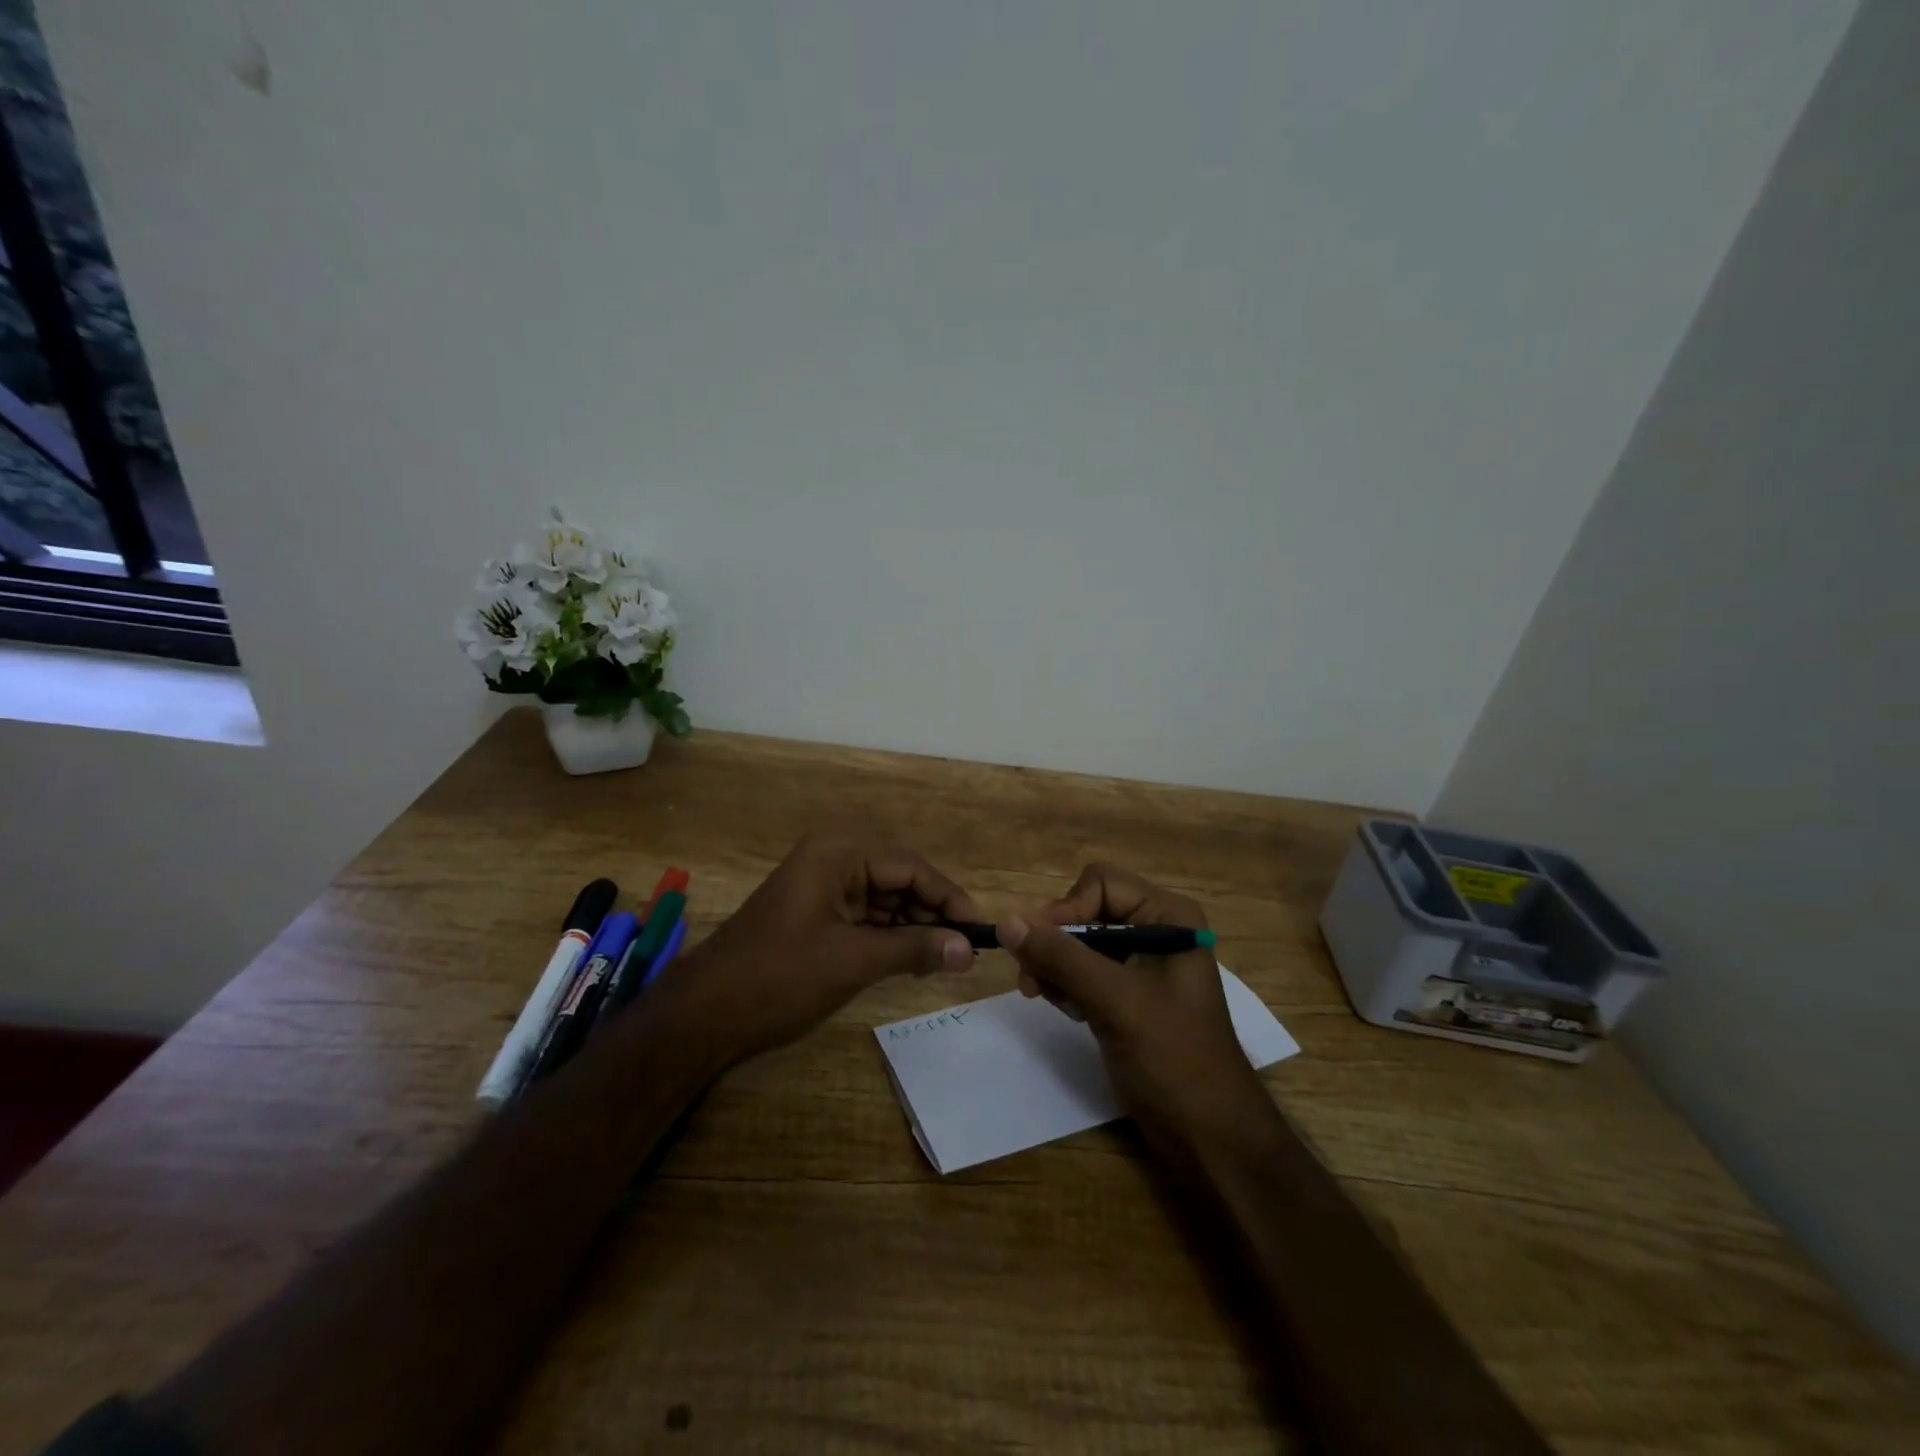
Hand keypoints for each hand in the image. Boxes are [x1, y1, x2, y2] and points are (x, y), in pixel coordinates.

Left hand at [664, 833, 980, 1061]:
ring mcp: (823, 884)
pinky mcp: (817, 911)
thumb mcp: (853, 960)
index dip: (949, 898)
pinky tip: (914, 959)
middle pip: (900, 879)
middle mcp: (834, 857)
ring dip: (914, 926)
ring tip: (945, 958)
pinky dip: (891, 935)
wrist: (704, 1013)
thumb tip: (969, 950)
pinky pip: (866, 915)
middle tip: (966, 950)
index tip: (981, 930)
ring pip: (886, 898)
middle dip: (932, 913)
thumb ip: (914, 949)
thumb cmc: (779, 977)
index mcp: (839, 852)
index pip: (911, 867)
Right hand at [998, 864, 1267, 1154]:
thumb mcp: (1116, 1001)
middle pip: (1085, 911)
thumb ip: (1061, 957)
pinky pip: (1083, 970)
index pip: (1100, 883)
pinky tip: (1065, 1009)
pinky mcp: (1127, 994)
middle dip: (1055, 942)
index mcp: (1168, 916)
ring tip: (1041, 996)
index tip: (1038, 948)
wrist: (1210, 1136)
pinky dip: (1066, 985)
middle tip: (1029, 980)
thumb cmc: (1174, 1058)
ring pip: (1078, 942)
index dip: (1066, 909)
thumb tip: (1005, 923)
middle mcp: (1155, 929)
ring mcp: (1141, 963)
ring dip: (1054, 965)